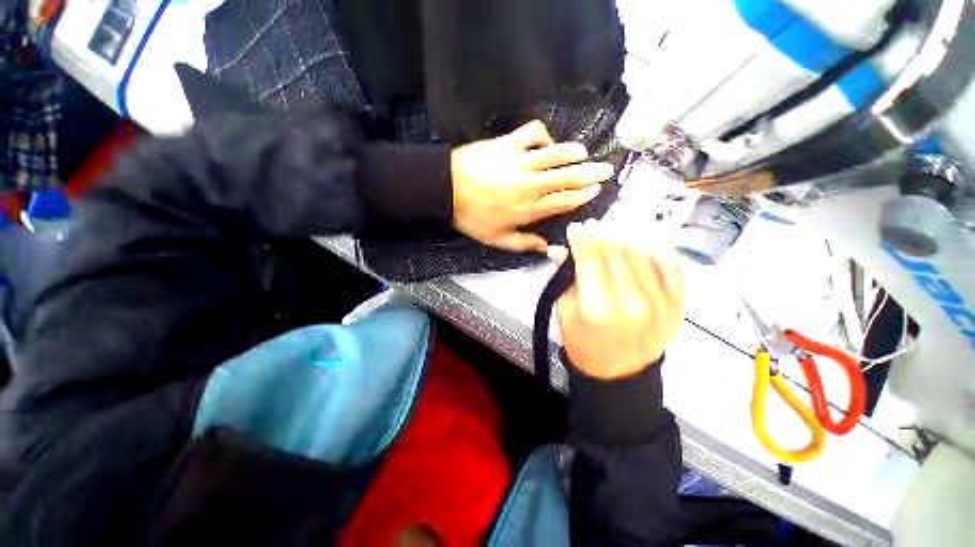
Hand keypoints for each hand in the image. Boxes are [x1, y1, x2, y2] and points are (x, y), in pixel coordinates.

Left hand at [451, 120, 614, 252]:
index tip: (596, 190)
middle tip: (606, 169)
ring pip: (556, 154)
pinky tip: (546, 141)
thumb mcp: (497, 239)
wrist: (447, 189)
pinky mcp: (509, 143)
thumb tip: (548, 250)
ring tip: (584, 153)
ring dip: (573, 153)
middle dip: (590, 173)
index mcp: (529, 209)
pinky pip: (533, 133)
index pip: (564, 201)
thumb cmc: (472, 216)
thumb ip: (524, 244)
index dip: (583, 195)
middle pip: (567, 177)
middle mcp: (531, 185)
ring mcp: (521, 161)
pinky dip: (544, 135)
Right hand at [555, 220, 683, 379]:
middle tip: (590, 229)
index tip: (576, 228)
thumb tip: (559, 249)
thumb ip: (564, 278)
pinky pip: (671, 267)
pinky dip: (655, 253)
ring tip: (611, 240)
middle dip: (600, 236)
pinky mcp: (678, 305)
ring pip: (642, 254)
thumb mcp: (564, 312)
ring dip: (624, 241)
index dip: (582, 239)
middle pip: (617, 252)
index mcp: (599, 307)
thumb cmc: (583, 342)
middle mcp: (633, 302)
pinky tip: (640, 249)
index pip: (591, 258)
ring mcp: (661, 303)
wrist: (617, 372)